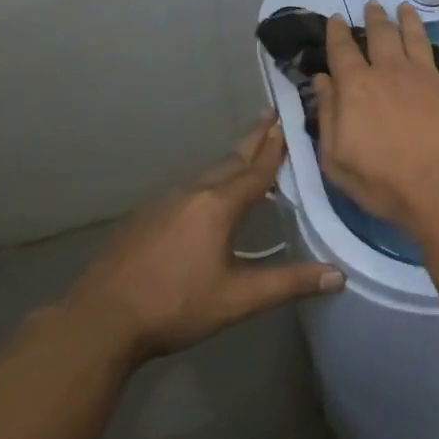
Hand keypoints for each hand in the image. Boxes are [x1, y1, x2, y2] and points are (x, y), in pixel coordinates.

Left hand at [60, 114, 343, 367]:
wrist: (99, 321)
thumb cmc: (174, 306)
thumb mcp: (238, 298)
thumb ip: (289, 283)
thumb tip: (340, 275)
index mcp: (218, 206)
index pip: (257, 170)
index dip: (275, 147)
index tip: (287, 119)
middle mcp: (192, 194)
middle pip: (231, 160)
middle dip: (254, 140)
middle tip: (271, 116)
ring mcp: (163, 203)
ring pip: (207, 174)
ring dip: (231, 161)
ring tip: (247, 154)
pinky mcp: (144, 217)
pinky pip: (187, 189)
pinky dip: (208, 182)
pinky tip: (206, 197)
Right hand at [313, 2, 438, 230]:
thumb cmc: (382, 181)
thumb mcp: (336, 158)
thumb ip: (327, 115)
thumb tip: (322, 80)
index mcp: (357, 87)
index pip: (342, 50)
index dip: (337, 32)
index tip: (336, 18)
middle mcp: (391, 71)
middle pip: (381, 35)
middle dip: (375, 17)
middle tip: (373, 5)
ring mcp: (427, 75)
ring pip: (416, 37)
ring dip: (408, 20)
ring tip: (404, 8)